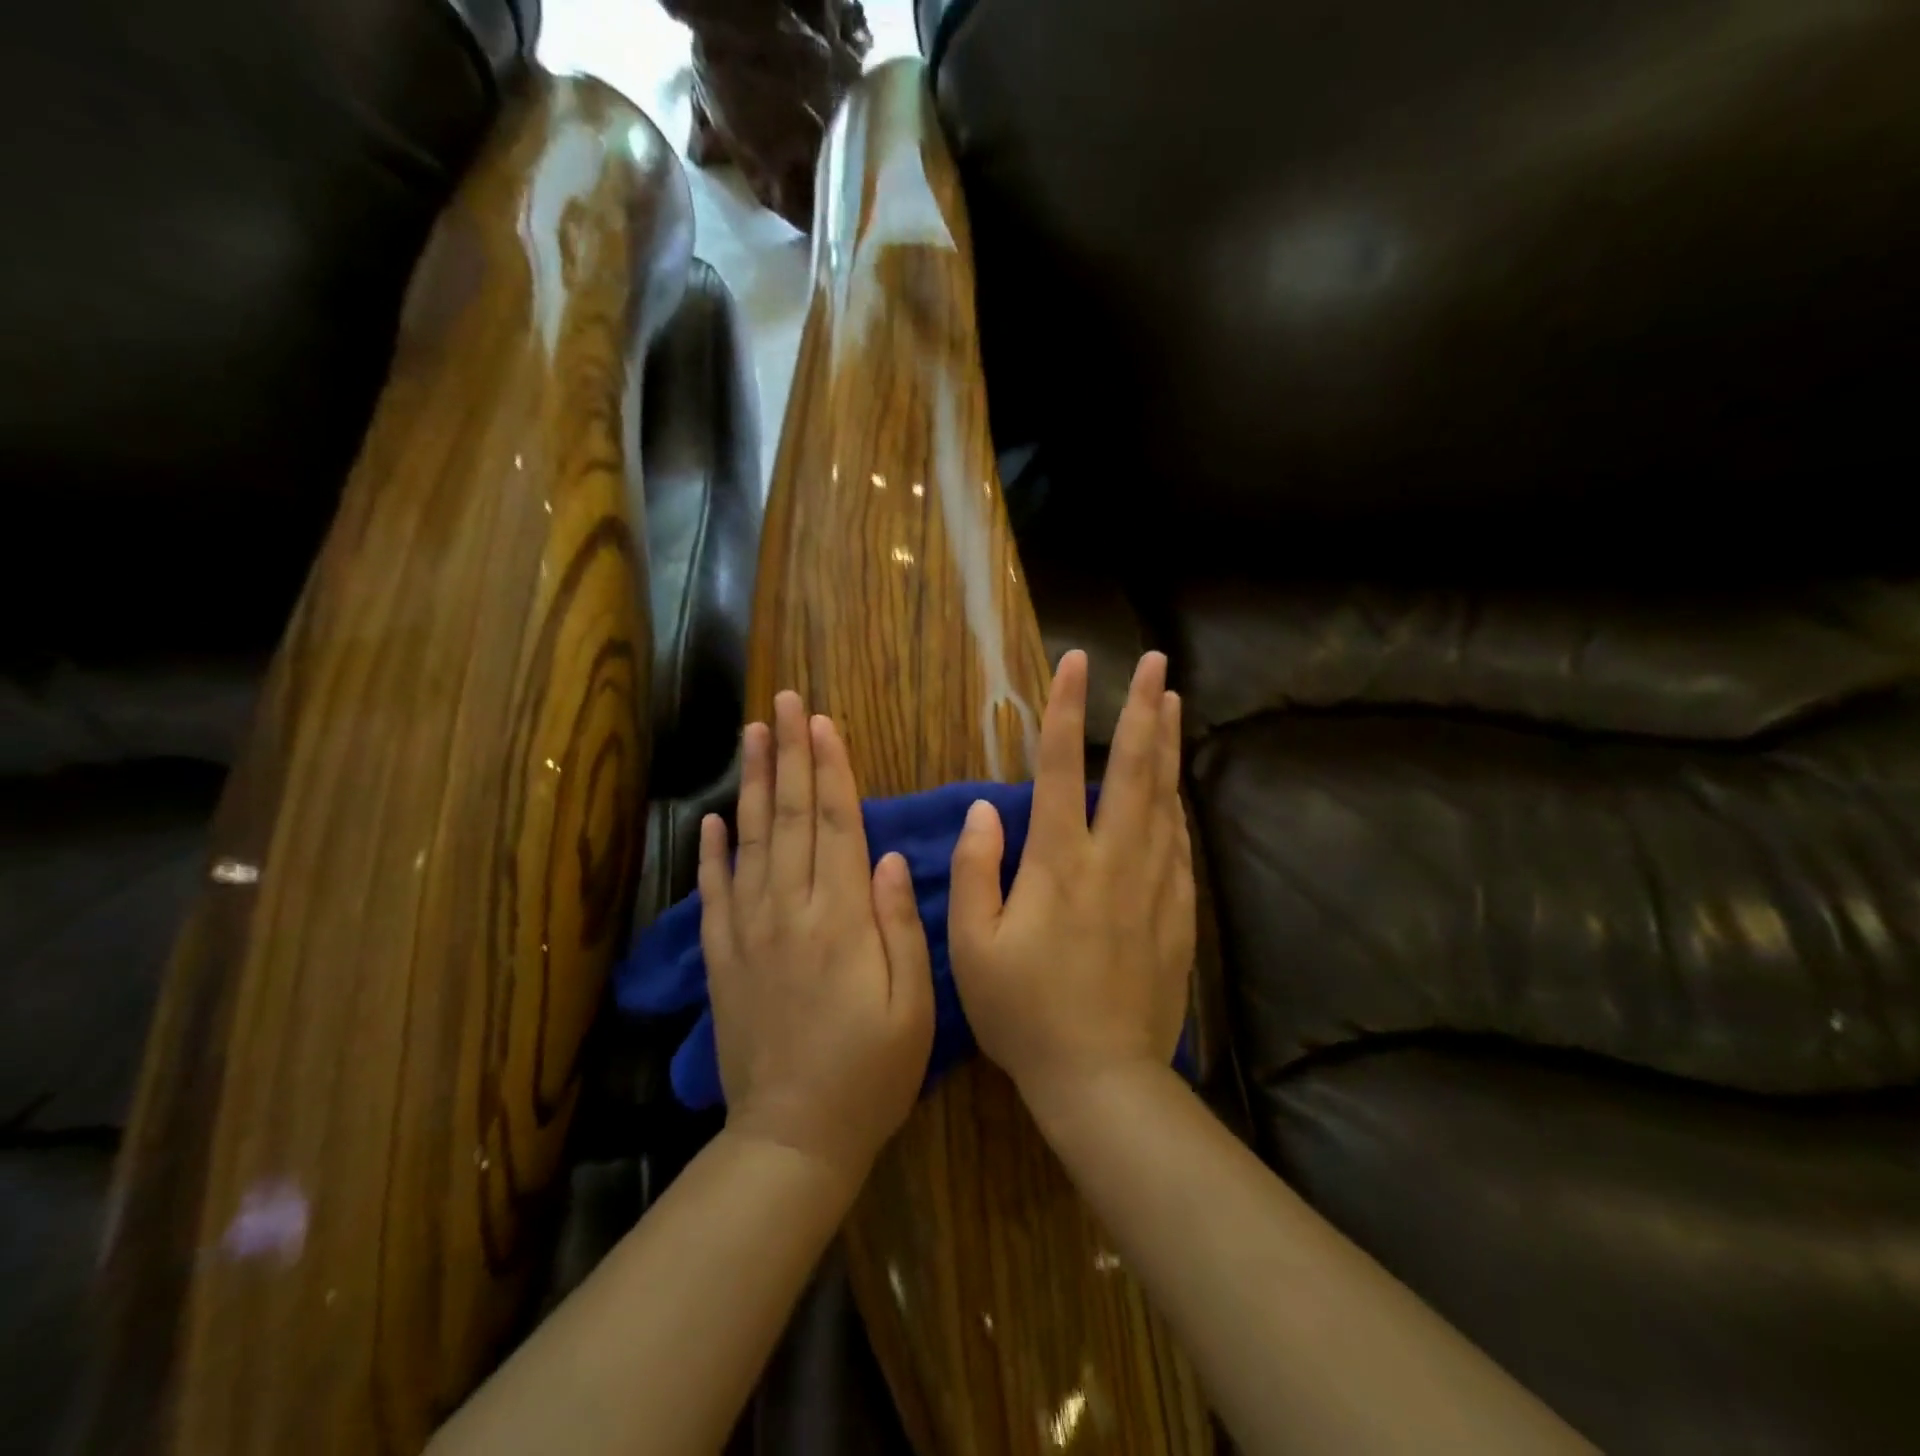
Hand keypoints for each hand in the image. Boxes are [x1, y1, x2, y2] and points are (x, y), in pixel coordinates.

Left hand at [698, 692, 934, 1186]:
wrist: (794, 1138)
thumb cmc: (871, 1071)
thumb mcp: (912, 1004)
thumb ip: (900, 925)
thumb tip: (890, 857)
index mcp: (841, 919)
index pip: (835, 823)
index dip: (829, 769)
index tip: (822, 721)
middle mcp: (790, 911)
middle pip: (789, 817)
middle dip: (788, 754)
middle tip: (784, 701)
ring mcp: (749, 933)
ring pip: (749, 841)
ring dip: (750, 784)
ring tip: (751, 735)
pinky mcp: (723, 959)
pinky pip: (714, 894)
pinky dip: (712, 853)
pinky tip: (711, 819)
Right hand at [947, 650, 1194, 1118]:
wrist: (1100, 1078)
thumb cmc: (1023, 1013)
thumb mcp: (972, 946)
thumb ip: (977, 870)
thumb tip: (983, 809)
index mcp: (1058, 863)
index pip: (1060, 767)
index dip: (1066, 710)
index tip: (1076, 662)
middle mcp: (1112, 860)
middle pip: (1132, 770)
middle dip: (1142, 710)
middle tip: (1157, 663)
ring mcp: (1152, 885)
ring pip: (1164, 800)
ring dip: (1167, 746)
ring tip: (1172, 704)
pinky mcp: (1175, 914)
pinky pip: (1179, 846)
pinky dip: (1177, 806)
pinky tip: (1177, 789)